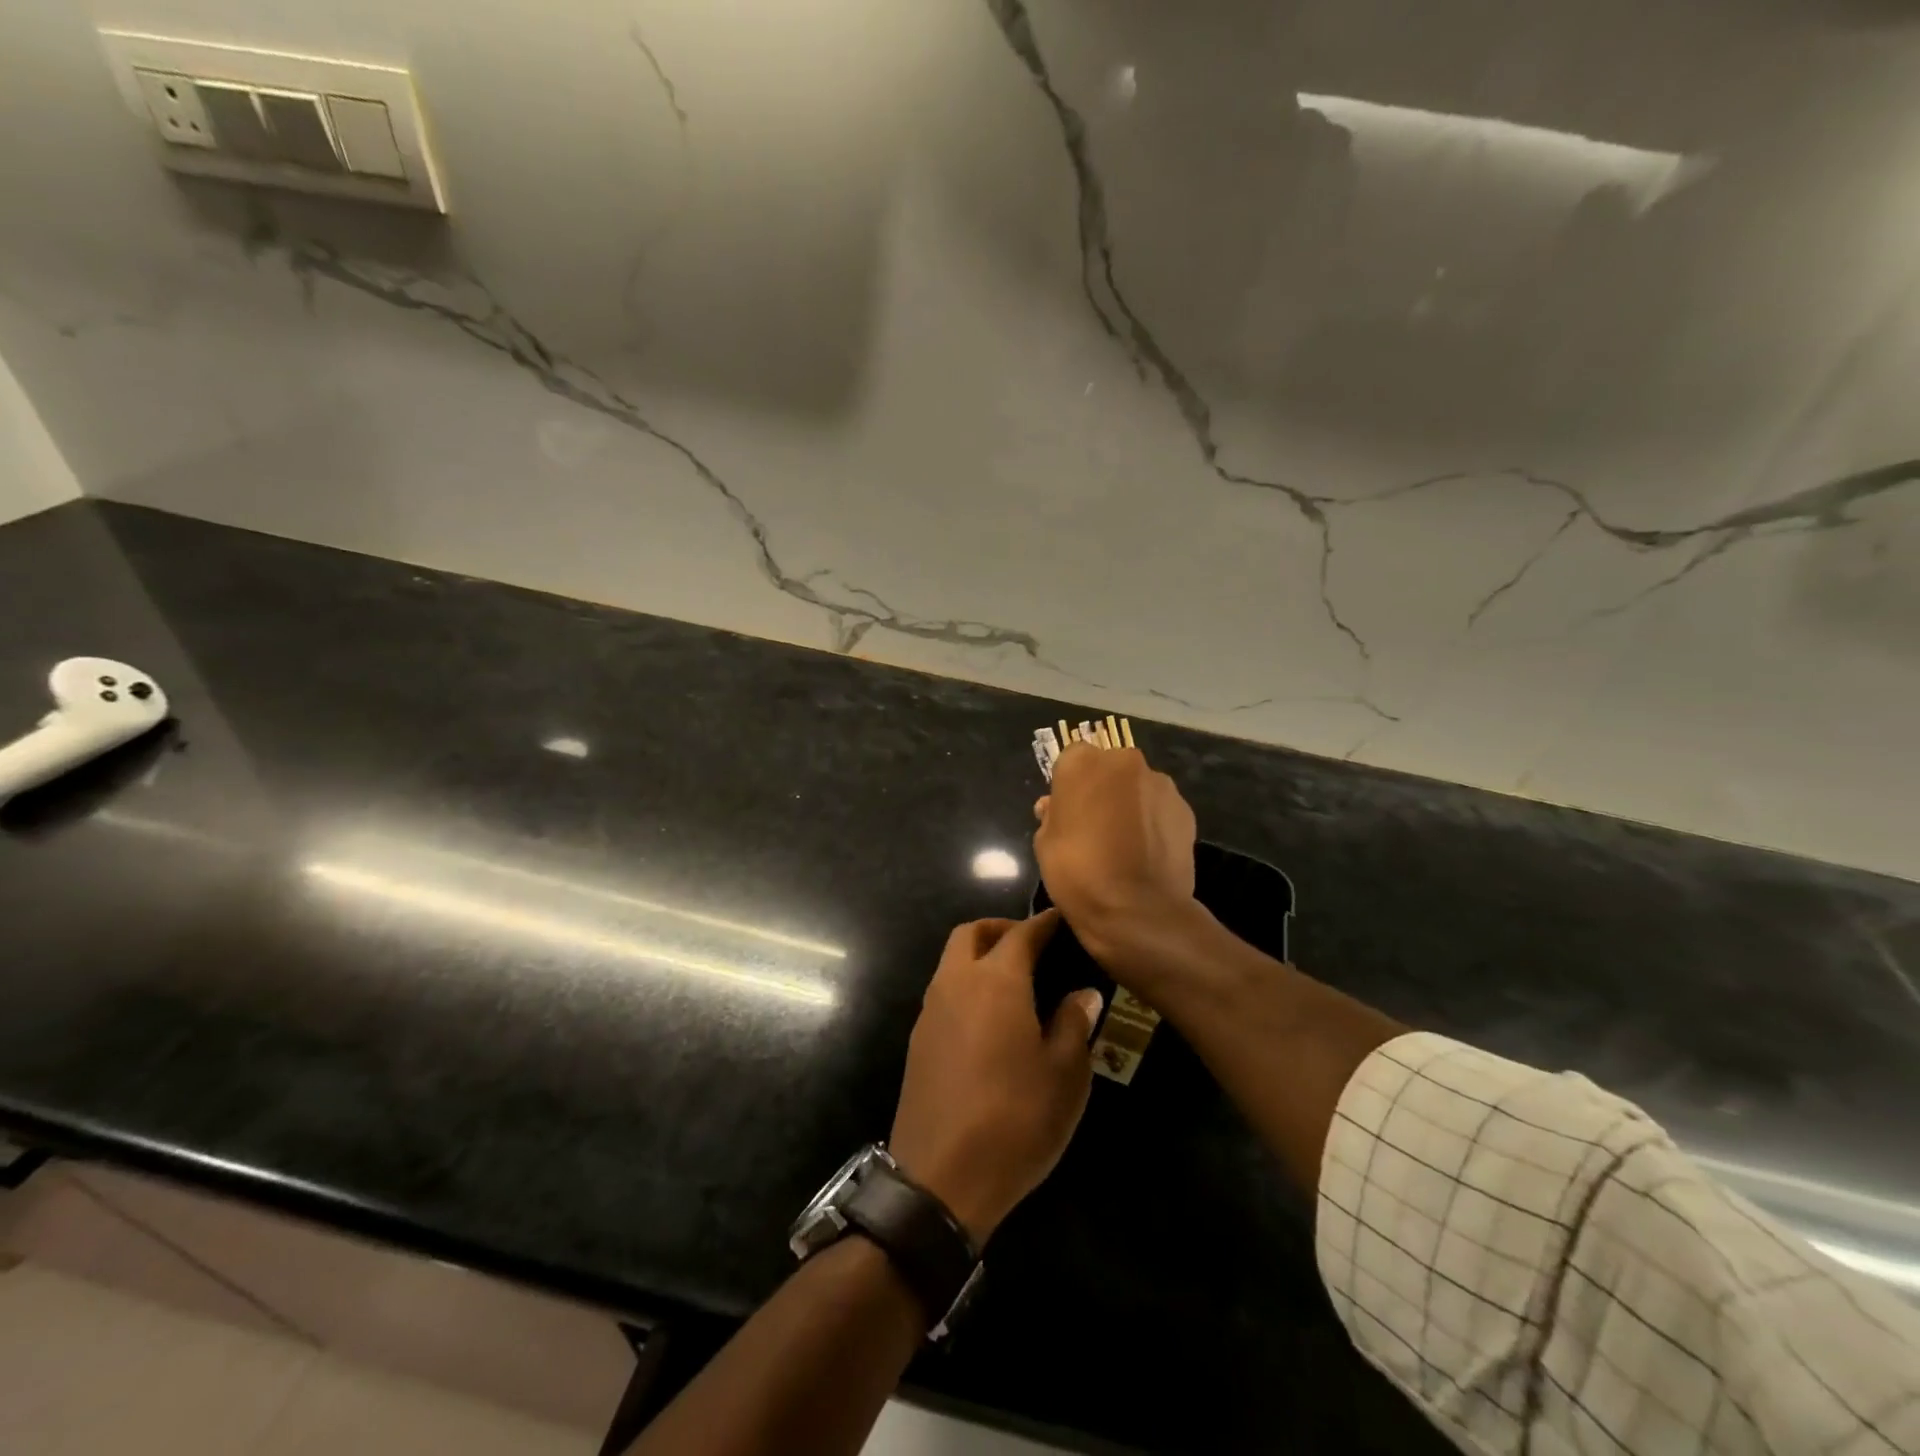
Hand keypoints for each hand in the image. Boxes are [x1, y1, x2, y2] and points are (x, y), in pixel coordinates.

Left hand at [889, 912, 1103, 1243]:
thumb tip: (1082, 993)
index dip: (1042, 923)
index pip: (1020, 934)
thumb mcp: (1065, 1075)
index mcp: (995, 981)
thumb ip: (1073, 1023)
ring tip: (1015, 982)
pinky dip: (965, 985)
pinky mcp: (917, 1041)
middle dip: (1000, 928)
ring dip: (978, 956)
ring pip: (951, 961)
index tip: (1060, 920)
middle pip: (970, 934)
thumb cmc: (1015, 1119)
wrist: (941, 1177)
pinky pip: (943, 992)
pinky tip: (990, 1019)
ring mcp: (930, 1011)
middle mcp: (956, 984)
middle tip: (1032, 945)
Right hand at [1032, 744, 1199, 974]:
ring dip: (1130, 804)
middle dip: (1103, 789)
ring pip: (1138, 787)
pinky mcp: (1186, 810)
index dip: (1069, 784)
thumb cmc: (1078, 872)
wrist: (1137, 911)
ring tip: (1124, 843)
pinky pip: (1160, 809)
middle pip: (1109, 768)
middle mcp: (1125, 762)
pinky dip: (1153, 823)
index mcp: (1083, 763)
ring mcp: (1160, 784)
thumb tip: (1054, 807)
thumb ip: (1052, 816)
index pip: (1071, 758)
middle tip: (1094, 826)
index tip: (1067, 810)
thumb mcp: (1044, 844)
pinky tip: (1146, 853)